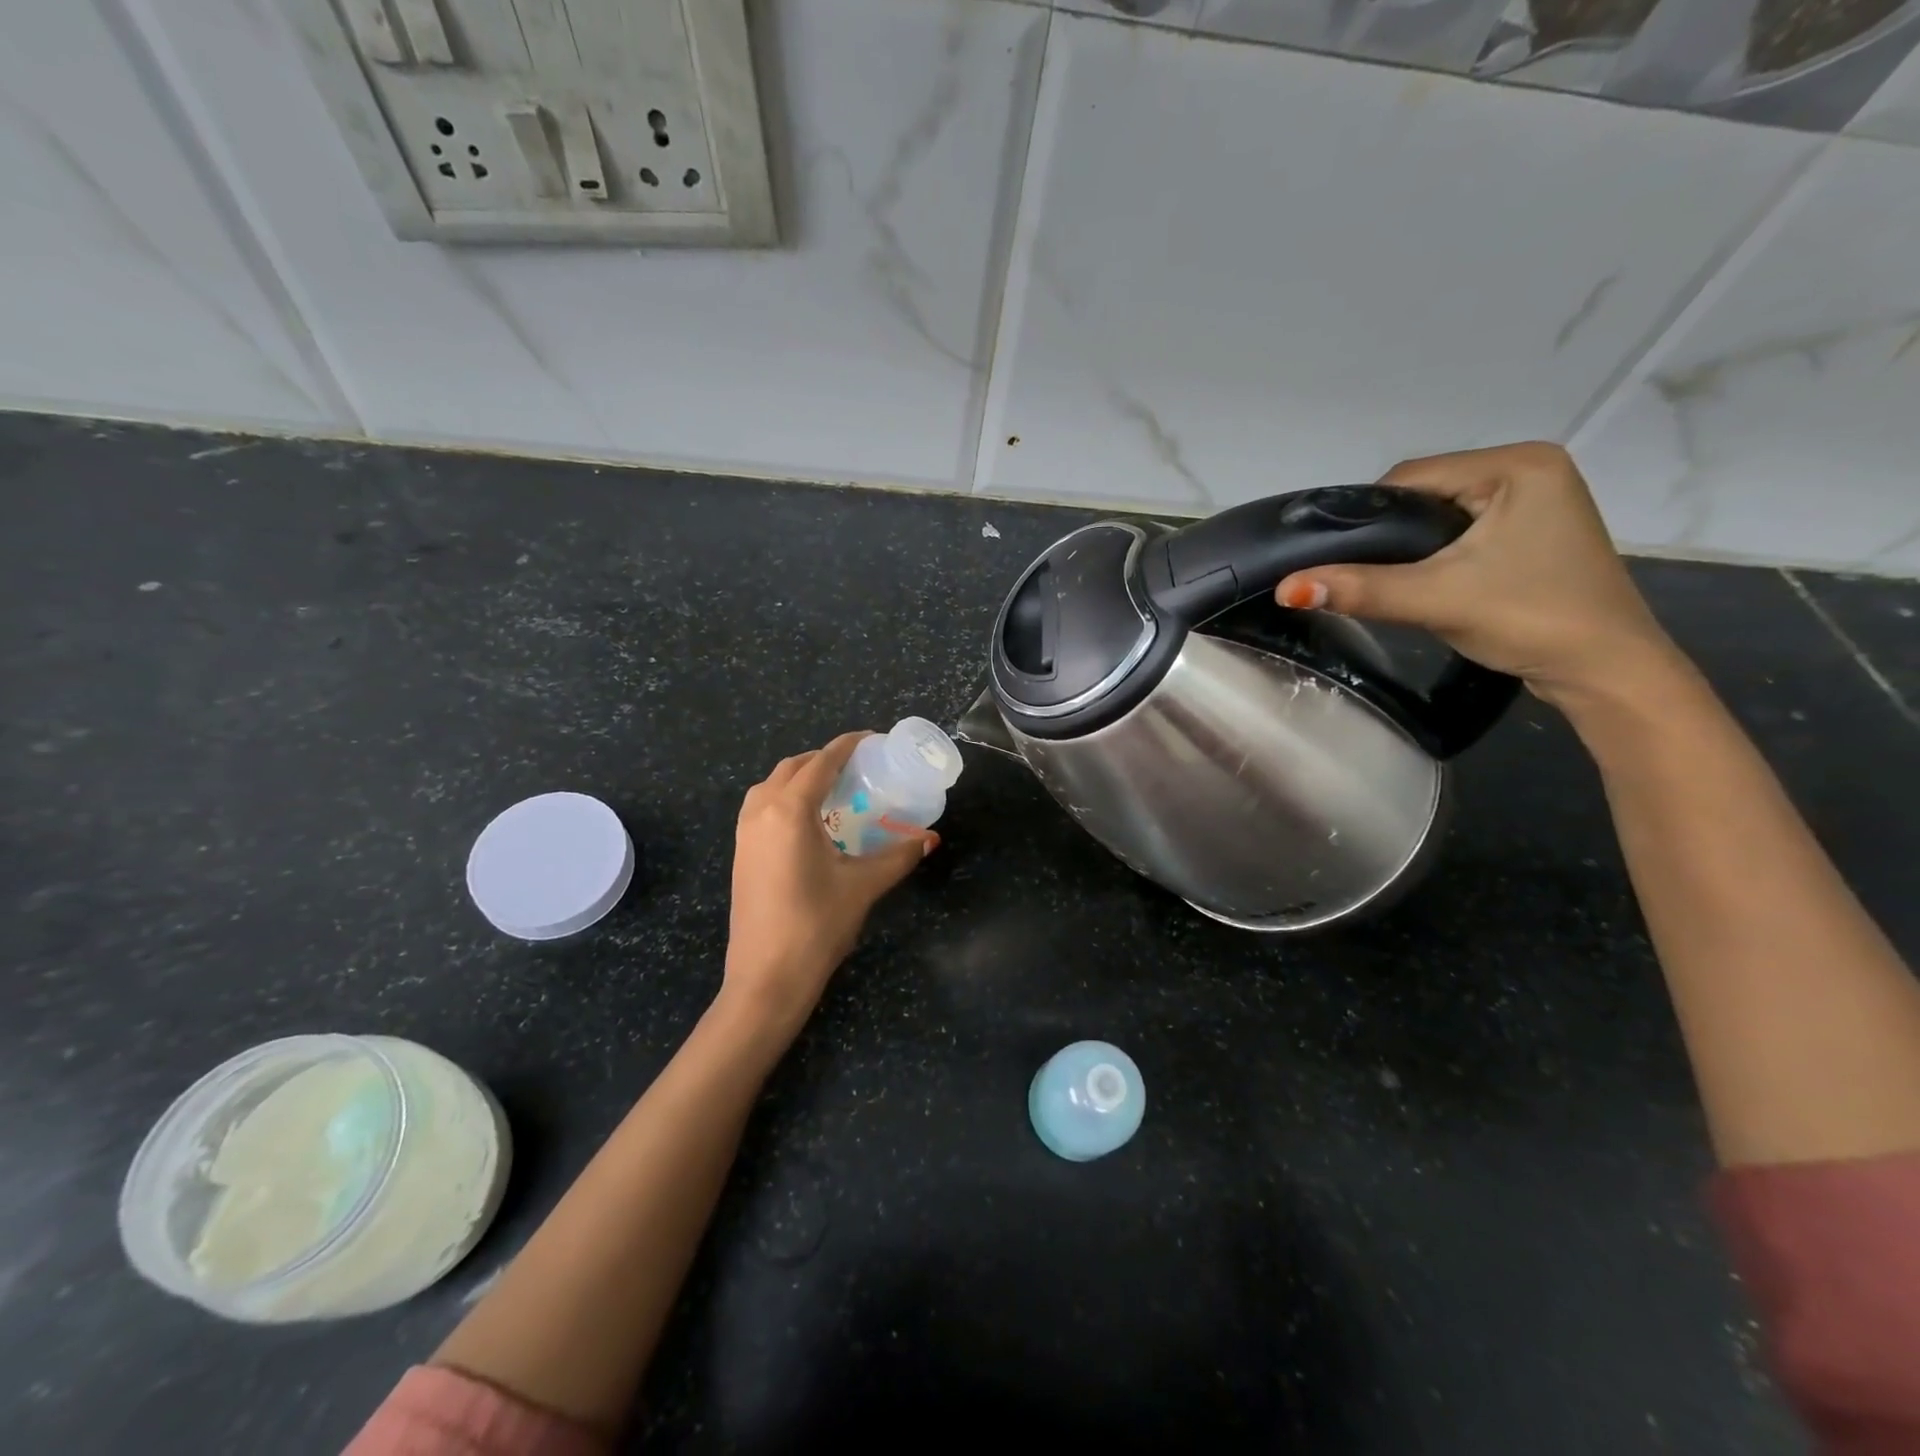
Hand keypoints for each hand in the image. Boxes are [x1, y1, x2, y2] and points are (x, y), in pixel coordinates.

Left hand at [722, 732, 935, 1035]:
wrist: (766, 977)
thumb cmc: (817, 925)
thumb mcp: (863, 885)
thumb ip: (898, 856)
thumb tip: (929, 838)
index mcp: (790, 810)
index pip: (822, 762)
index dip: (848, 745)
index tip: (872, 739)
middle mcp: (761, 812)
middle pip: (793, 767)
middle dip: (824, 759)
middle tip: (857, 768)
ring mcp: (744, 833)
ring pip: (771, 785)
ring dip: (800, 777)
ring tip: (833, 791)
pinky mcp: (740, 854)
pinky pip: (761, 807)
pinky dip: (784, 799)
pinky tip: (808, 823)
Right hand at [1274, 442, 1680, 707]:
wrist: (1606, 671)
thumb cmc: (1530, 619)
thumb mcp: (1436, 599)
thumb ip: (1360, 589)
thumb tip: (1285, 588)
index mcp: (1518, 463)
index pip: (1411, 477)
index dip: (1365, 518)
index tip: (1335, 558)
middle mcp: (1531, 468)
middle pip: (1425, 494)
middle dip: (1389, 535)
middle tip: (1361, 577)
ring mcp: (1536, 499)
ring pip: (1441, 514)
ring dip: (1410, 547)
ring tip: (1389, 583)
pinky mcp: (1534, 530)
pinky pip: (1463, 530)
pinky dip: (1436, 554)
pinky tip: (1423, 581)